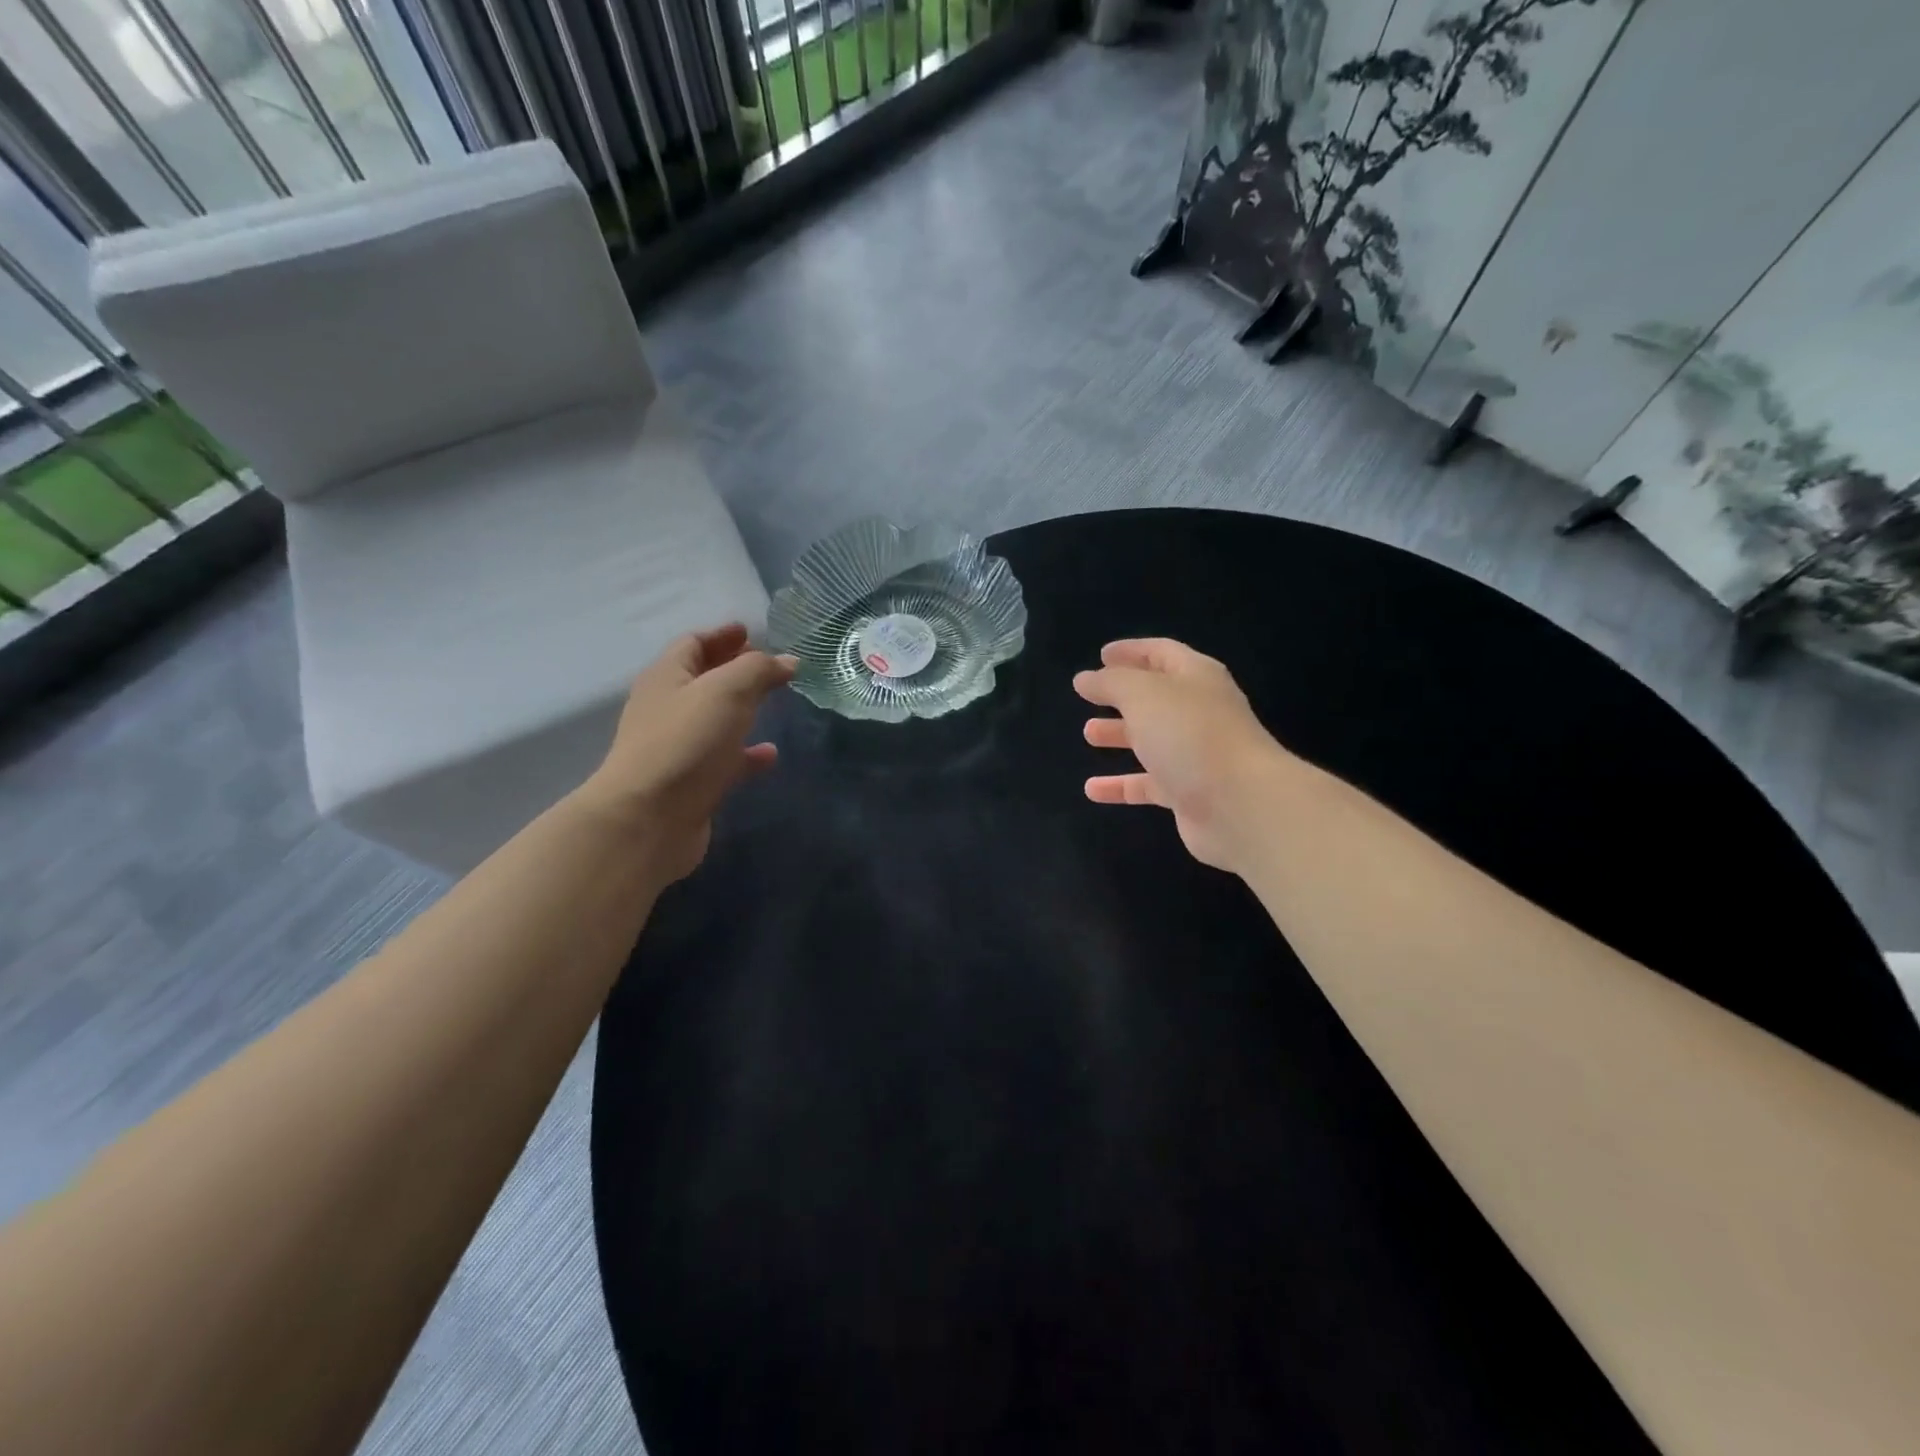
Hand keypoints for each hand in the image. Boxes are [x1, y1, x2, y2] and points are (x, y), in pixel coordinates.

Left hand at [576, 624, 795, 884]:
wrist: (650, 819)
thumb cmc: (686, 742)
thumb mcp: (727, 691)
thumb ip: (759, 670)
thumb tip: (788, 661)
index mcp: (666, 677)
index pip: (693, 644)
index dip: (722, 635)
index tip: (750, 631)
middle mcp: (667, 709)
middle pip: (703, 680)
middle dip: (735, 669)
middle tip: (770, 665)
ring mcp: (678, 748)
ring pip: (715, 720)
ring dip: (743, 710)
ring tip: (776, 704)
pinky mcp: (692, 784)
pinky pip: (725, 760)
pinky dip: (747, 754)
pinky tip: (771, 754)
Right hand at [1074, 638, 1294, 874]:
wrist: (1240, 804)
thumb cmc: (1191, 734)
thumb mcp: (1143, 695)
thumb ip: (1110, 683)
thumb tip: (1085, 679)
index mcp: (1196, 678)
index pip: (1162, 654)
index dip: (1132, 651)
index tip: (1102, 656)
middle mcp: (1199, 712)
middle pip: (1156, 698)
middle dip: (1122, 696)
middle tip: (1090, 697)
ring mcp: (1196, 755)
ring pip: (1152, 740)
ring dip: (1120, 735)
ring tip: (1089, 735)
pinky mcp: (1189, 793)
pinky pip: (1148, 784)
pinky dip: (1120, 786)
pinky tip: (1093, 790)